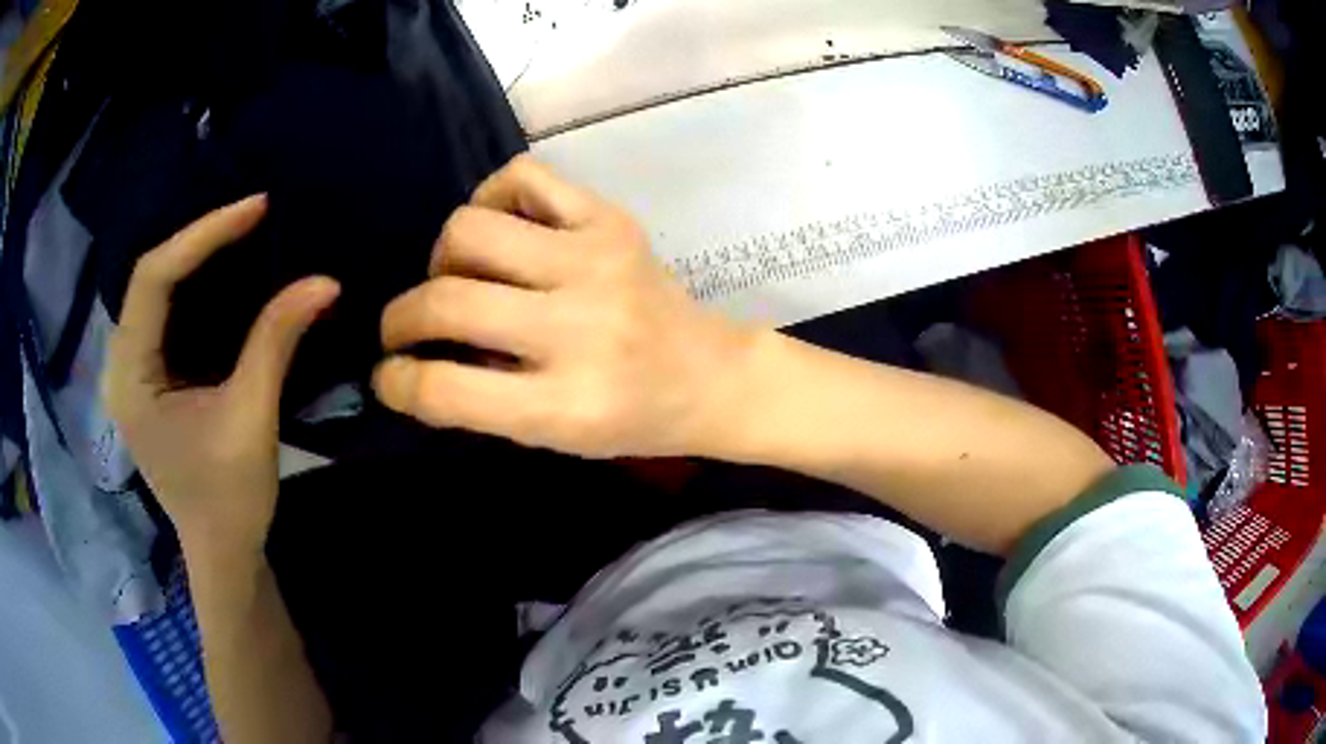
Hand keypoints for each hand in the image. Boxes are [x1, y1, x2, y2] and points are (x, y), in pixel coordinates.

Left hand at [103, 195, 339, 559]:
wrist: (223, 552)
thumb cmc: (229, 499)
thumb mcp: (251, 419)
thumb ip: (276, 342)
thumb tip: (324, 281)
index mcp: (131, 377)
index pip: (153, 278)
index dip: (201, 235)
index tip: (255, 209)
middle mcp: (122, 365)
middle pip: (151, 277)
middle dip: (200, 240)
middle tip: (251, 216)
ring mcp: (133, 371)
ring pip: (157, 290)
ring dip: (197, 257)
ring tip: (242, 233)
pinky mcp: (150, 378)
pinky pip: (167, 313)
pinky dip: (197, 286)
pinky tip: (225, 274)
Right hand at [373, 156, 757, 457]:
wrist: (708, 375)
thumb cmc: (629, 419)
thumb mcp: (553, 437)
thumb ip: (480, 401)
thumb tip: (412, 358)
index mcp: (564, 405)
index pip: (443, 388)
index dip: (396, 380)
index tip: (386, 374)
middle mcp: (577, 328)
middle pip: (445, 301)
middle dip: (400, 319)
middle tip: (406, 329)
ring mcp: (595, 262)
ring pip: (468, 229)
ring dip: (442, 258)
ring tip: (458, 278)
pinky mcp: (610, 221)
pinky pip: (522, 176)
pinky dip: (491, 197)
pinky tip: (499, 232)